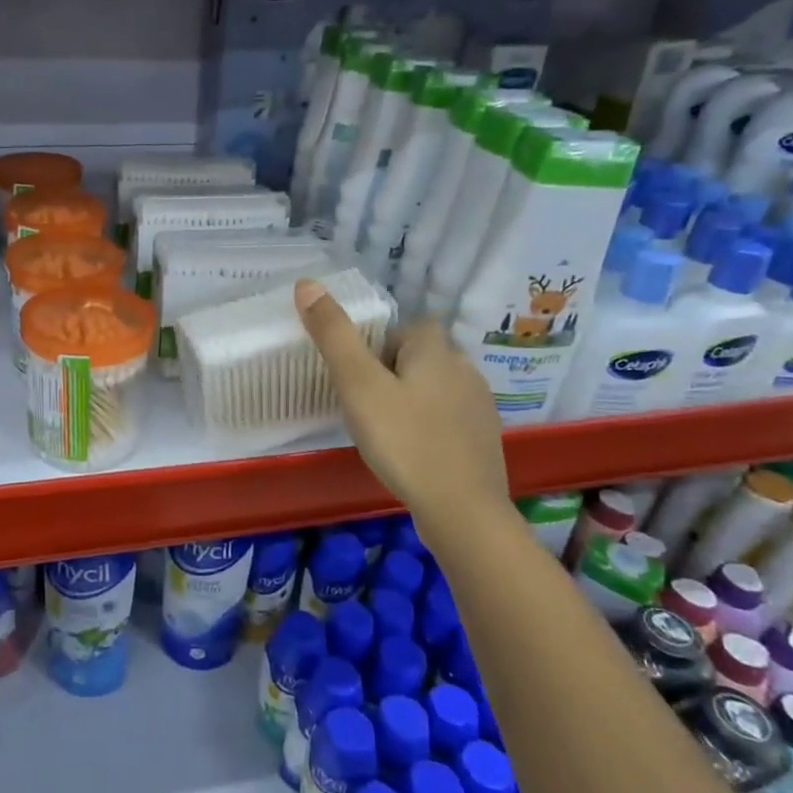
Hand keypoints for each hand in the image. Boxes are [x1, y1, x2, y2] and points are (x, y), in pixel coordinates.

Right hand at [295, 278, 510, 523]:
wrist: (462, 510)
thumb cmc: (404, 440)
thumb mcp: (358, 385)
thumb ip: (334, 335)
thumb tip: (307, 282)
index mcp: (435, 350)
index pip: (409, 327)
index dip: (382, 344)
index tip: (360, 374)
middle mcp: (465, 368)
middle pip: (424, 355)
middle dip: (396, 371)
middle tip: (366, 403)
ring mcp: (480, 406)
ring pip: (438, 387)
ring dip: (414, 398)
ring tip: (386, 429)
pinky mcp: (485, 439)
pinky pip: (451, 418)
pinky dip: (431, 426)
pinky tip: (414, 453)